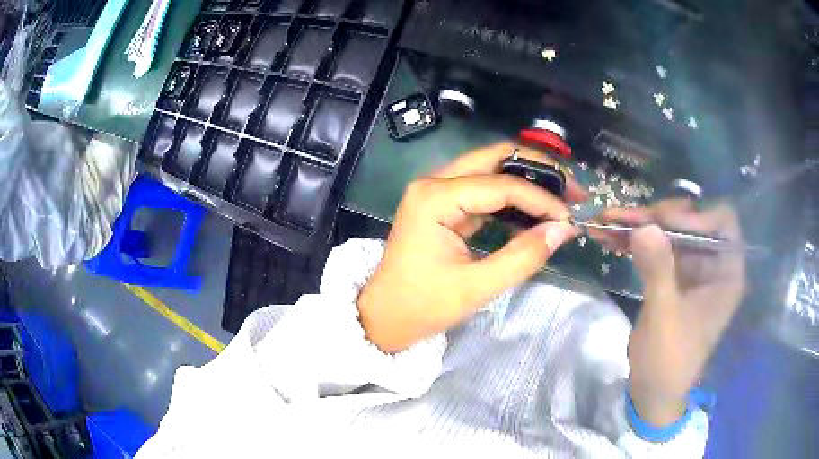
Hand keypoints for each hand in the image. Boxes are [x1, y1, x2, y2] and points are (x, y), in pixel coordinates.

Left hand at [357, 143, 587, 352]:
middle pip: (495, 158)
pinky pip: (483, 189)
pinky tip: (534, 211)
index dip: (541, 199)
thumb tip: (564, 229)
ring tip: (560, 197)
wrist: (383, 317)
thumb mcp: (476, 287)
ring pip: (490, 169)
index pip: (502, 185)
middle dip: (538, 169)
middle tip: (571, 189)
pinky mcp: (442, 204)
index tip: (571, 216)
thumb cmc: (422, 306)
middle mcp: (434, 182)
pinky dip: (511, 197)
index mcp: (436, 197)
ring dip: (526, 179)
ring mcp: (436, 191)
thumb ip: (523, 256)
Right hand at [592, 200, 745, 425]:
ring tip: (607, 221)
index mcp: (725, 273)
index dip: (695, 215)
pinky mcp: (674, 277)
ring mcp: (692, 270)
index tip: (662, 223)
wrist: (654, 391)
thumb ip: (658, 271)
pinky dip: (635, 243)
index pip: (721, 222)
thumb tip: (645, 226)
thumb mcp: (664, 317)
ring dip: (639, 226)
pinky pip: (657, 250)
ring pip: (670, 233)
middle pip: (690, 222)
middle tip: (623, 217)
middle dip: (656, 217)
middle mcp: (712, 264)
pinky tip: (610, 238)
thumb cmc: (668, 360)